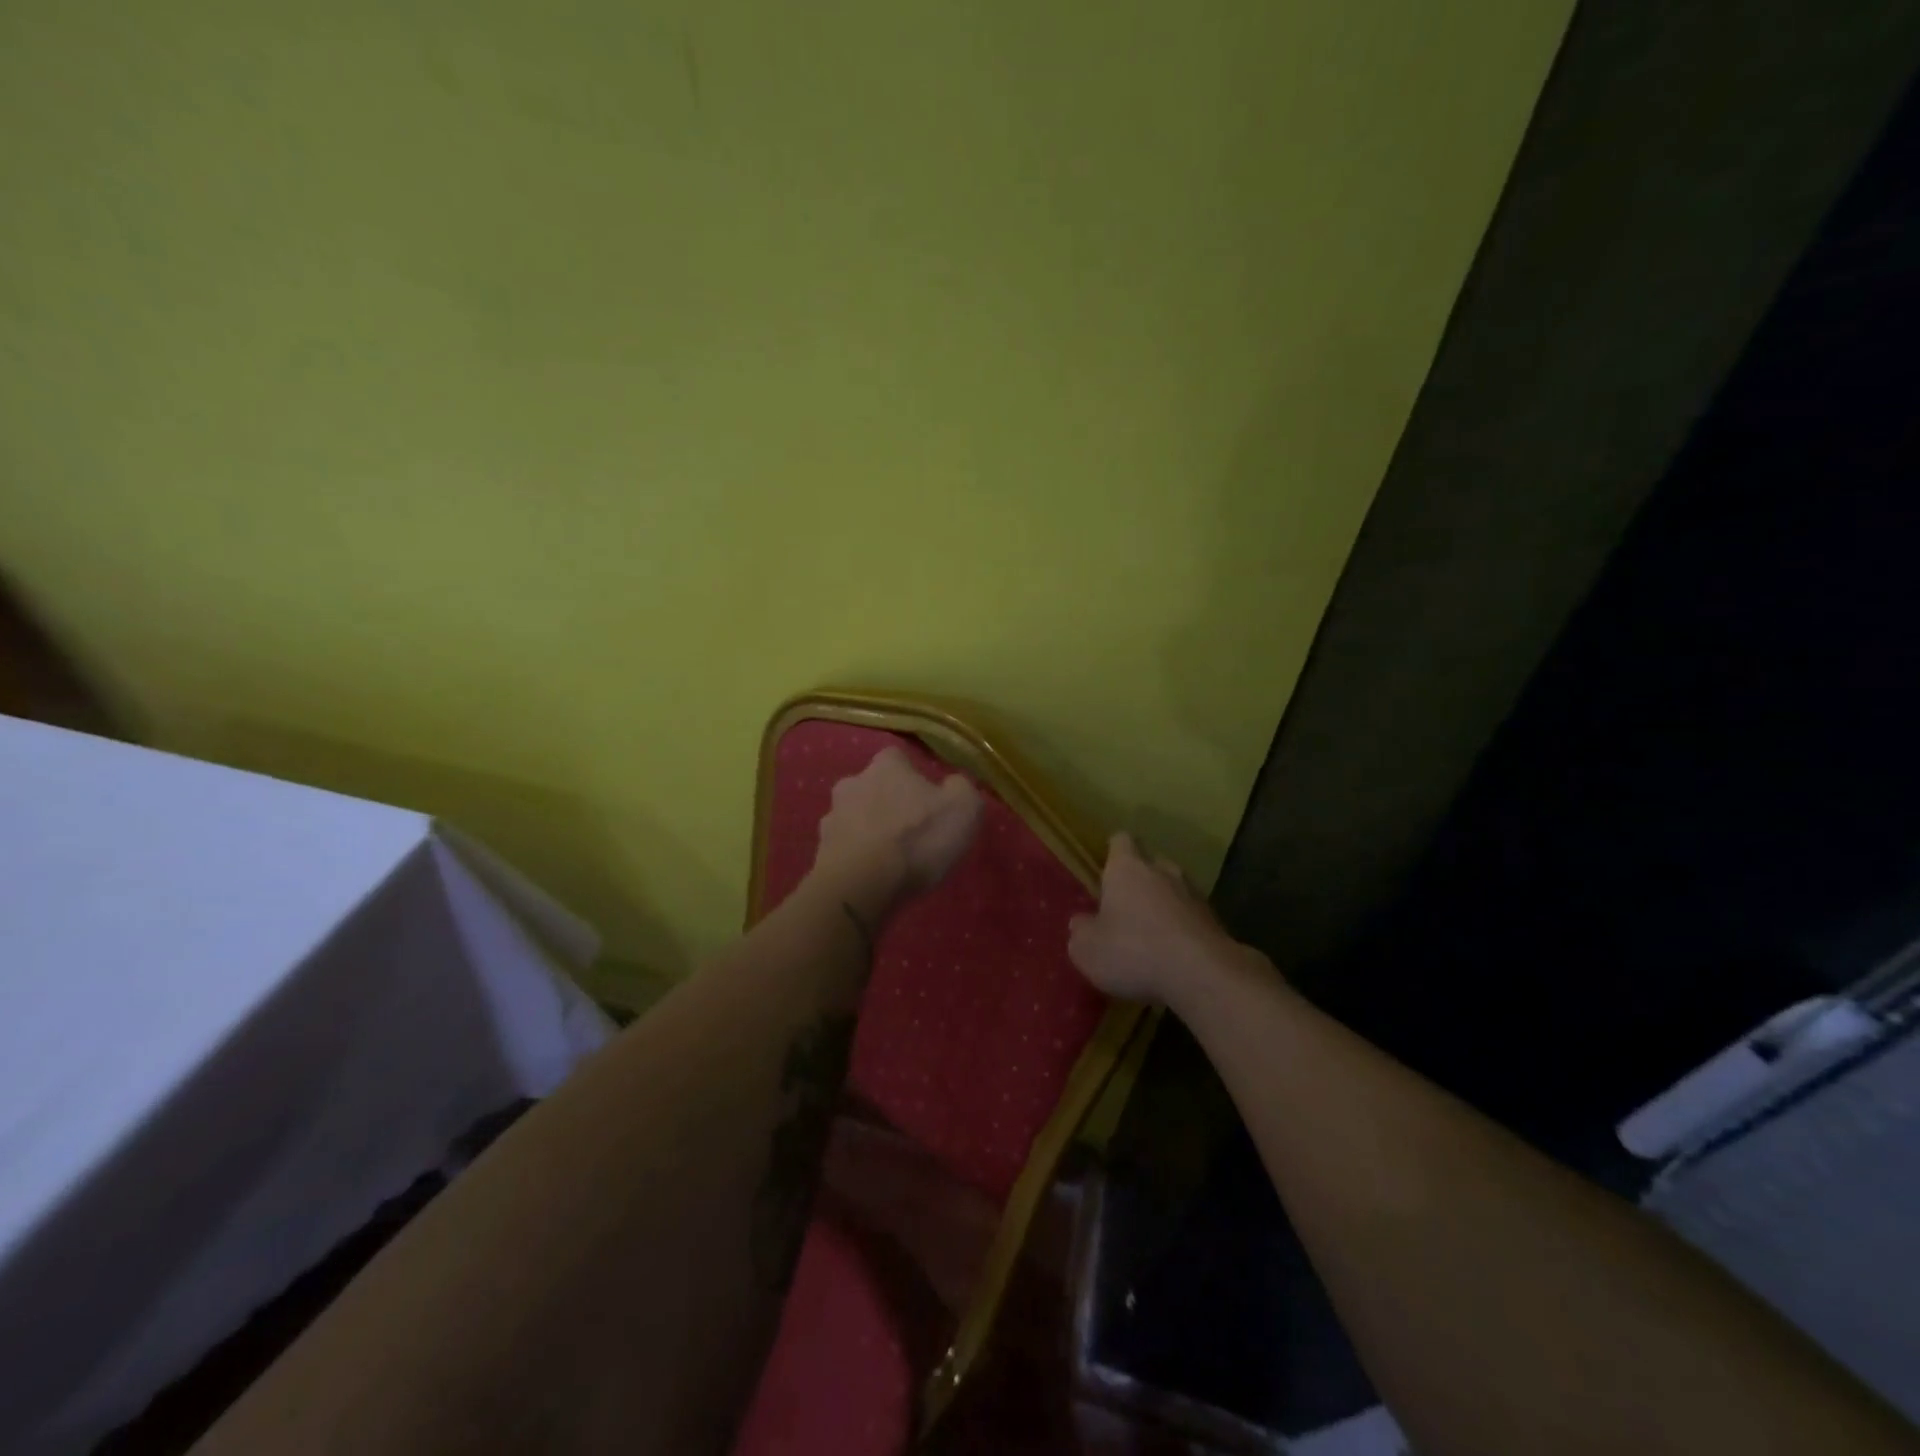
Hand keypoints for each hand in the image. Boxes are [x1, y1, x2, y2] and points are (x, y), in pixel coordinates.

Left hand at [813, 746, 982, 909]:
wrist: (861, 885)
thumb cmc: (916, 839)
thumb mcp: (963, 808)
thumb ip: (961, 789)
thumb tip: (954, 784)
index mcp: (886, 765)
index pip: (898, 758)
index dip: (914, 776)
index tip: (929, 799)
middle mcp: (852, 782)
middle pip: (873, 786)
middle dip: (888, 802)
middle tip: (910, 829)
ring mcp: (831, 816)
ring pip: (855, 816)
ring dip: (869, 829)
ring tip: (890, 857)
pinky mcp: (820, 851)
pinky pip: (844, 847)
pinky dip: (856, 856)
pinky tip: (871, 874)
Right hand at [1068, 832, 1252, 1003]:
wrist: (1203, 975)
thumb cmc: (1134, 951)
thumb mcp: (1087, 949)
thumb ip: (1081, 931)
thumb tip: (1082, 923)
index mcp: (1127, 867)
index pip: (1121, 841)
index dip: (1112, 853)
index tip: (1105, 870)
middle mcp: (1163, 870)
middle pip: (1150, 865)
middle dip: (1138, 883)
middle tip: (1124, 910)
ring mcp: (1194, 894)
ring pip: (1173, 891)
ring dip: (1163, 907)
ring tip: (1150, 937)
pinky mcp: (1216, 921)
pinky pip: (1191, 918)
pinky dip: (1181, 930)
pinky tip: (1173, 956)